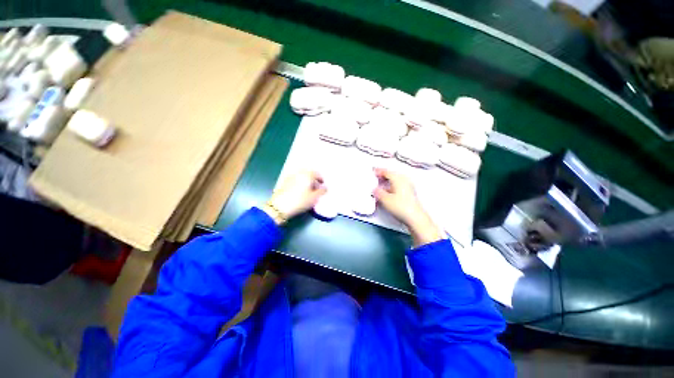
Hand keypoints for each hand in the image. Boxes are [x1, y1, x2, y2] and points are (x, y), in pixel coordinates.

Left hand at [263, 171, 326, 223]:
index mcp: (307, 174)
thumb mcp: (314, 198)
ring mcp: (290, 176)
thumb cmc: (300, 201)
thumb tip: (325, 187)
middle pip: (309, 173)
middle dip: (313, 179)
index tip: (323, 186)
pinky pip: (296, 180)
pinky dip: (300, 183)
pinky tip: (300, 191)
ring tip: (308, 190)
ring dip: (306, 181)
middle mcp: (299, 173)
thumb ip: (321, 191)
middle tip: (316, 187)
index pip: (317, 174)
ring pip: (301, 176)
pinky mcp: (284, 182)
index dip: (321, 179)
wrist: (279, 206)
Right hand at [373, 168, 442, 246]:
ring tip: (379, 185)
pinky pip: (398, 186)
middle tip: (375, 177)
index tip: (372, 171)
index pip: (387, 172)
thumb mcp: (385, 199)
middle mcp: (404, 180)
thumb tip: (374, 189)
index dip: (378, 171)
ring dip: (387, 182)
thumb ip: (378, 192)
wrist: (415, 218)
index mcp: (398, 179)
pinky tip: (387, 192)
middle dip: (383, 176)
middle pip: (392, 175)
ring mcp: (408, 187)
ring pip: (395, 181)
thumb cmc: (400, 206)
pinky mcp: (409, 194)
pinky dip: (391, 187)